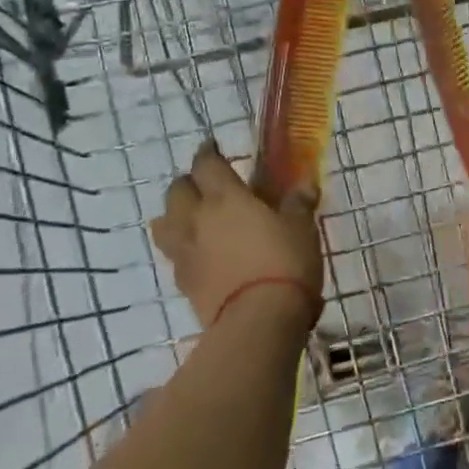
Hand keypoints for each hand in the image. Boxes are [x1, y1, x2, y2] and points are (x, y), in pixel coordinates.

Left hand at [150, 142, 323, 329]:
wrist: (258, 321)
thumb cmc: (284, 263)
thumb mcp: (301, 228)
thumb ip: (298, 203)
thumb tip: (304, 184)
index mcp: (225, 197)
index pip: (205, 164)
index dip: (208, 153)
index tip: (213, 147)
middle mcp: (197, 219)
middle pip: (176, 190)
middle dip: (188, 183)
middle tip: (207, 185)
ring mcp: (185, 252)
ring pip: (163, 222)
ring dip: (175, 214)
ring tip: (193, 218)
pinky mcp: (183, 282)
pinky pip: (174, 254)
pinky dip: (183, 247)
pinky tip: (200, 253)